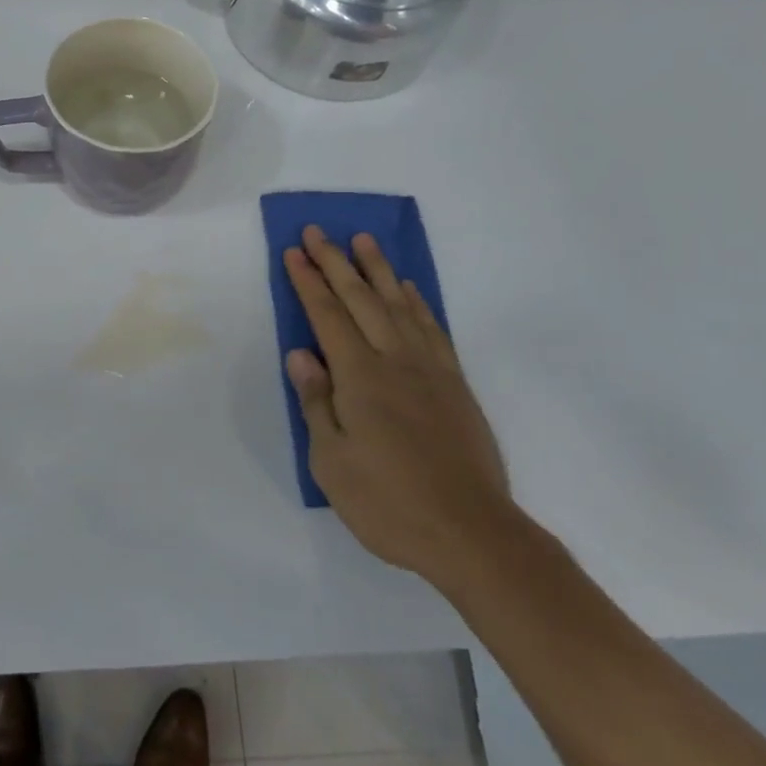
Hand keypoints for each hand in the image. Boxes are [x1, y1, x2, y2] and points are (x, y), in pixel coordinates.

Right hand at [284, 226, 518, 587]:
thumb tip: (301, 354)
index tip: (294, 252)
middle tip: (318, 231)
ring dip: (379, 269)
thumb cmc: (388, 502)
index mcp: (360, 377)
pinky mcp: (455, 385)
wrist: (471, 533)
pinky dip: (417, 301)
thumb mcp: (331, 461)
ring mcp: (430, 370)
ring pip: (399, 305)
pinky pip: (433, 328)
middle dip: (336, 262)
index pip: (327, 316)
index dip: (308, 282)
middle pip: (361, 299)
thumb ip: (316, 402)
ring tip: (364, 241)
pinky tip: (408, 289)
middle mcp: (395, 361)